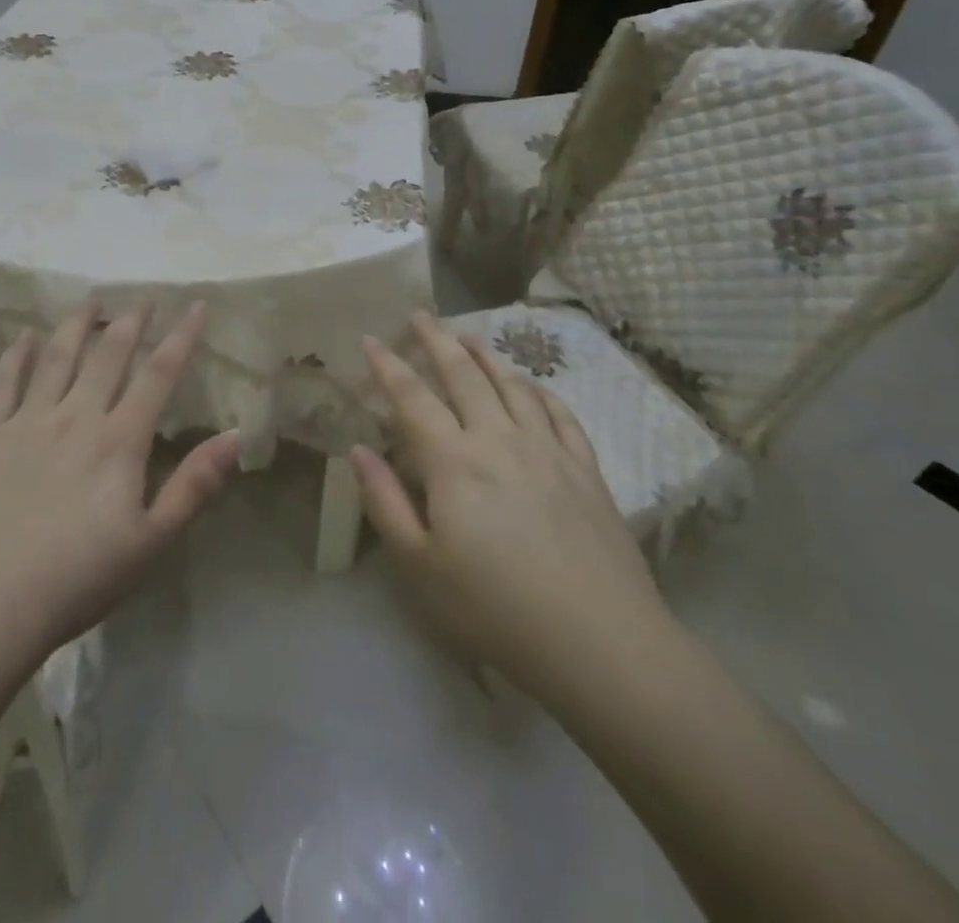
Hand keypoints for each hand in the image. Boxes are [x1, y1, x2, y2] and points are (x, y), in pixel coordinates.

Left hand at [0, 300, 242, 663]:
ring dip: (77, 324)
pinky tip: (26, 338)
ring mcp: (26, 422)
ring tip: (90, 301)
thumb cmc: (77, 580)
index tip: (195, 306)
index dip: (181, 337)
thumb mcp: (150, 542)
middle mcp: (74, 417)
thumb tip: (236, 436)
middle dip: (131, 321)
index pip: (157, 375)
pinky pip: (3, 383)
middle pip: (107, 355)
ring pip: (57, 357)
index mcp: (118, 441)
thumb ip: (194, 486)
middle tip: (144, 298)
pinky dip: (17, 355)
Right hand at [352, 312, 671, 702]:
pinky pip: (559, 413)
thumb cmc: (495, 609)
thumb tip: (358, 450)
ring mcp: (548, 449)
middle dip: (437, 341)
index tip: (370, 338)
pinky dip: (539, 390)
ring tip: (470, 337)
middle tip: (421, 315)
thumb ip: (384, 503)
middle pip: (463, 375)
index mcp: (453, 461)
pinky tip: (531, 386)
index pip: (412, 397)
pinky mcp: (586, 468)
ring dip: (487, 356)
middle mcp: (499, 439)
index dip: (388, 365)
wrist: (601, 643)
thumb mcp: (420, 566)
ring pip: (512, 385)